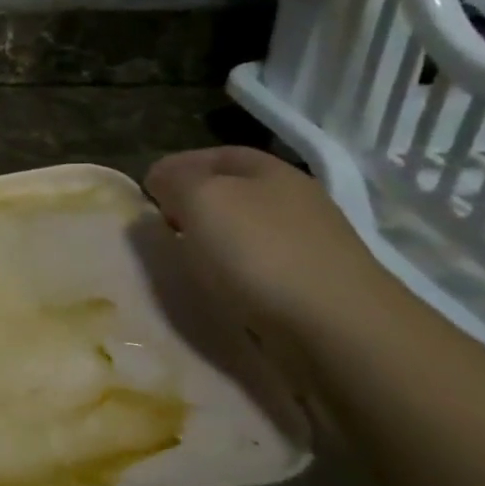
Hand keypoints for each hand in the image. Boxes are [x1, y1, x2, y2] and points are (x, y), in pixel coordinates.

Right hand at [143, 147, 403, 373]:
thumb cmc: (261, 252)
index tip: (145, 194)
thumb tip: (162, 179)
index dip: (176, 167)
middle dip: (193, 206)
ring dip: (212, 242)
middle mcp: (295, 200)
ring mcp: (310, 245)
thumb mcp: (201, 199)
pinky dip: (234, 273)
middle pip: (231, 193)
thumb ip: (175, 180)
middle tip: (160, 229)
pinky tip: (220, 290)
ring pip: (245, 231)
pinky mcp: (314, 286)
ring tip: (184, 262)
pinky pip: (260, 268)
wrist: (339, 329)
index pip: (214, 155)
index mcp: (271, 171)